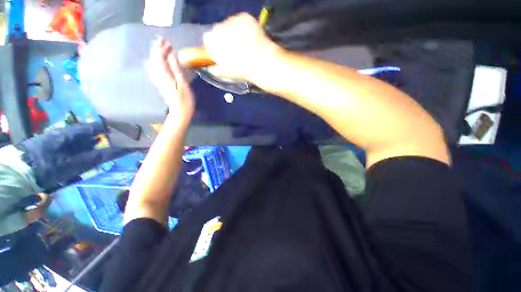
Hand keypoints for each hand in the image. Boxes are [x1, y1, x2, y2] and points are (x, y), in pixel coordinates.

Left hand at [148, 38, 194, 124]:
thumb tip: (172, 55)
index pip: (159, 57)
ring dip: (157, 54)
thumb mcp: (183, 84)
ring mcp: (158, 79)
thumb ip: (176, 69)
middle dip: (158, 48)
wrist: (179, 112)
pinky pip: (155, 69)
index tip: (168, 41)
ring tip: (163, 47)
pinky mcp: (160, 83)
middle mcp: (158, 75)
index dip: (162, 48)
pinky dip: (157, 61)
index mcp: (164, 74)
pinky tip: (160, 60)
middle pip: (154, 58)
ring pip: (153, 63)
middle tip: (165, 41)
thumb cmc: (185, 100)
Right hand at [203, 13, 283, 80]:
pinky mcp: (244, 17)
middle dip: (225, 38)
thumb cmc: (242, 70)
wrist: (260, 62)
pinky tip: (251, 37)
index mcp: (211, 43)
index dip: (217, 46)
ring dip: (235, 32)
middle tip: (236, 49)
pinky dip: (245, 27)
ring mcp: (231, 20)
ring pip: (230, 24)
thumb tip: (212, 67)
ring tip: (246, 44)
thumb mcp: (226, 73)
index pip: (208, 40)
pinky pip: (241, 20)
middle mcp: (218, 28)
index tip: (224, 52)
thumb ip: (215, 68)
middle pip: (219, 30)